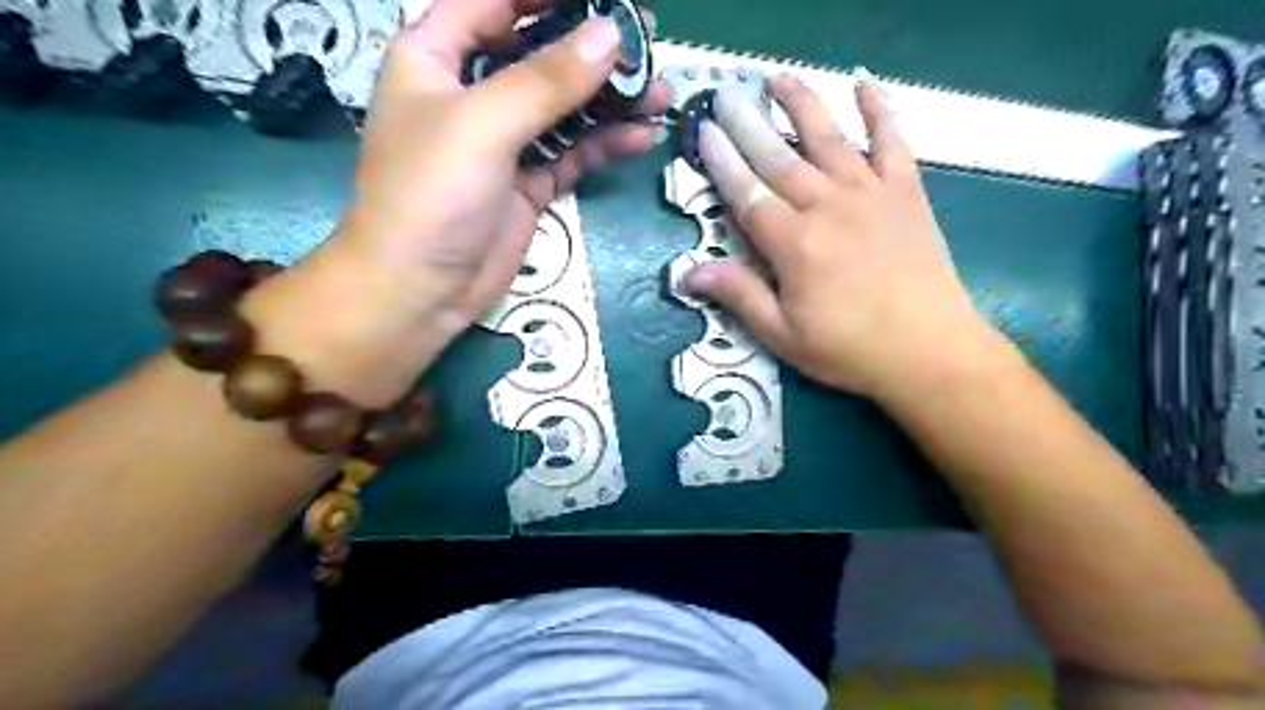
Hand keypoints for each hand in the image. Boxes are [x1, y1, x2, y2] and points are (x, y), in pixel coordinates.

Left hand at [240, 1, 669, 404]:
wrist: (421, 289)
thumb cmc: (431, 194)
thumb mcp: (484, 124)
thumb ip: (547, 79)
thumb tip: (610, 35)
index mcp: (437, 56)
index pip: (494, 2)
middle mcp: (472, 93)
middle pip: (537, 52)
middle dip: (591, 47)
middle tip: (647, 42)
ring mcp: (504, 141)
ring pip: (564, 107)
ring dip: (609, 101)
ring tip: (660, 93)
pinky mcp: (528, 183)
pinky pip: (572, 153)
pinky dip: (605, 144)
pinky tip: (641, 137)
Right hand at [687, 72, 991, 405]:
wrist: (929, 351)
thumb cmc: (850, 349)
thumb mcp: (783, 335)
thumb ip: (739, 296)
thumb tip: (688, 272)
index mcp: (794, 244)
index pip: (747, 193)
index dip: (722, 162)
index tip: (704, 133)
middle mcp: (828, 207)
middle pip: (779, 158)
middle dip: (748, 124)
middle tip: (725, 95)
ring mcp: (871, 194)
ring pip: (828, 138)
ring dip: (801, 104)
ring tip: (777, 78)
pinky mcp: (906, 193)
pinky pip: (892, 141)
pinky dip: (880, 110)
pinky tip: (864, 84)